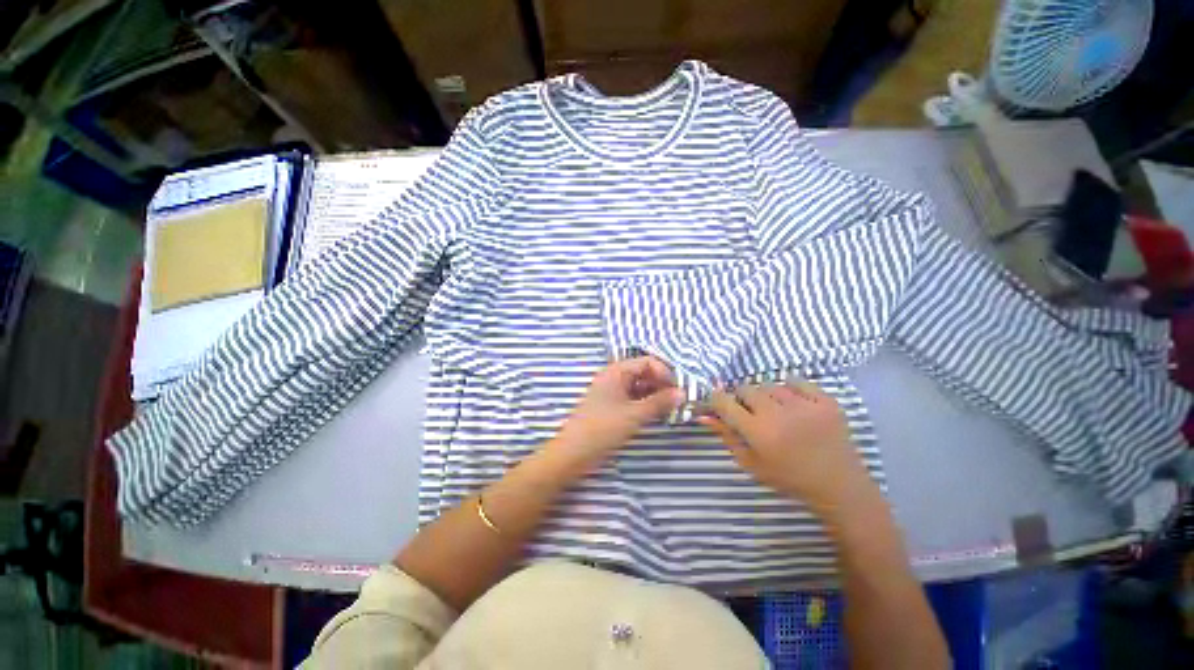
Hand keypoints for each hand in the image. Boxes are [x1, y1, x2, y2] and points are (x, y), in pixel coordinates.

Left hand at [553, 357, 683, 472]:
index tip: (678, 390)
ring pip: (639, 387)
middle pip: (643, 373)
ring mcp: (612, 393)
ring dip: (655, 395)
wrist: (573, 453)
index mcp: (616, 371)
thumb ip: (659, 402)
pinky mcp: (611, 407)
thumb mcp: (634, 415)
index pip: (647, 361)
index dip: (664, 372)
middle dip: (661, 384)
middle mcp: (614, 378)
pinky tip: (657, 415)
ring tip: (670, 409)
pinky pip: (633, 399)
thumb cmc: (602, 428)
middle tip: (678, 401)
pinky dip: (646, 404)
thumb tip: (682, 393)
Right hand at [698, 381, 876, 517]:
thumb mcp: (751, 463)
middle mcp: (779, 414)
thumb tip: (703, 414)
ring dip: (766, 396)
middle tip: (750, 413)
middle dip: (742, 399)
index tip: (719, 404)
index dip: (717, 400)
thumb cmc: (789, 478)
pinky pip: (797, 381)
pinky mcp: (826, 401)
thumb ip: (726, 435)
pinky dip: (790, 389)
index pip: (724, 402)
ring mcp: (805, 405)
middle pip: (746, 389)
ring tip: (775, 411)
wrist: (839, 486)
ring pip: (769, 385)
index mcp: (759, 432)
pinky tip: (793, 404)